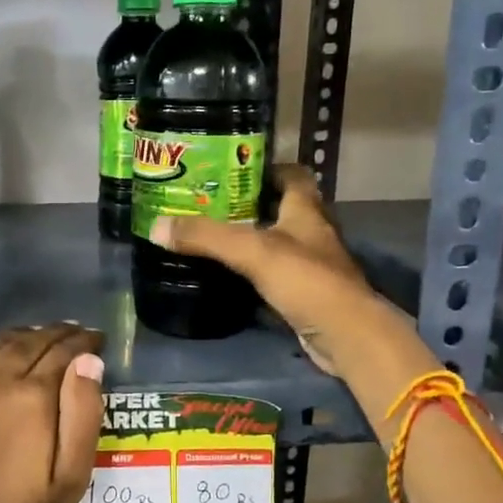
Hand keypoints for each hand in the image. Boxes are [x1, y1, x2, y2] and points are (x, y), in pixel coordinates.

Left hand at [0, 324, 105, 502]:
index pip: (63, 351)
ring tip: (25, 348)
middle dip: (52, 335)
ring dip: (13, 342)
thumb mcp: (70, 478)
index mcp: (29, 397)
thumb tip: (89, 361)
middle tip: (65, 337)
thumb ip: (84, 413)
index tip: (93, 339)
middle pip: (26, 340)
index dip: (82, 342)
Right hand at [147, 166, 390, 373]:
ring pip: (279, 242)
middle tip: (210, 203)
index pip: (294, 175)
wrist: (345, 334)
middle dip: (251, 204)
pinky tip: (231, 275)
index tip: (234, 169)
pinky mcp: (306, 294)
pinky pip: (276, 273)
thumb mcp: (251, 251)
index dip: (268, 168)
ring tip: (213, 236)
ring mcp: (312, 265)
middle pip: (283, 208)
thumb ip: (206, 237)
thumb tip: (157, 226)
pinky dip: (256, 271)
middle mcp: (312, 232)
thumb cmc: (305, 280)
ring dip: (253, 238)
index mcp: (306, 210)